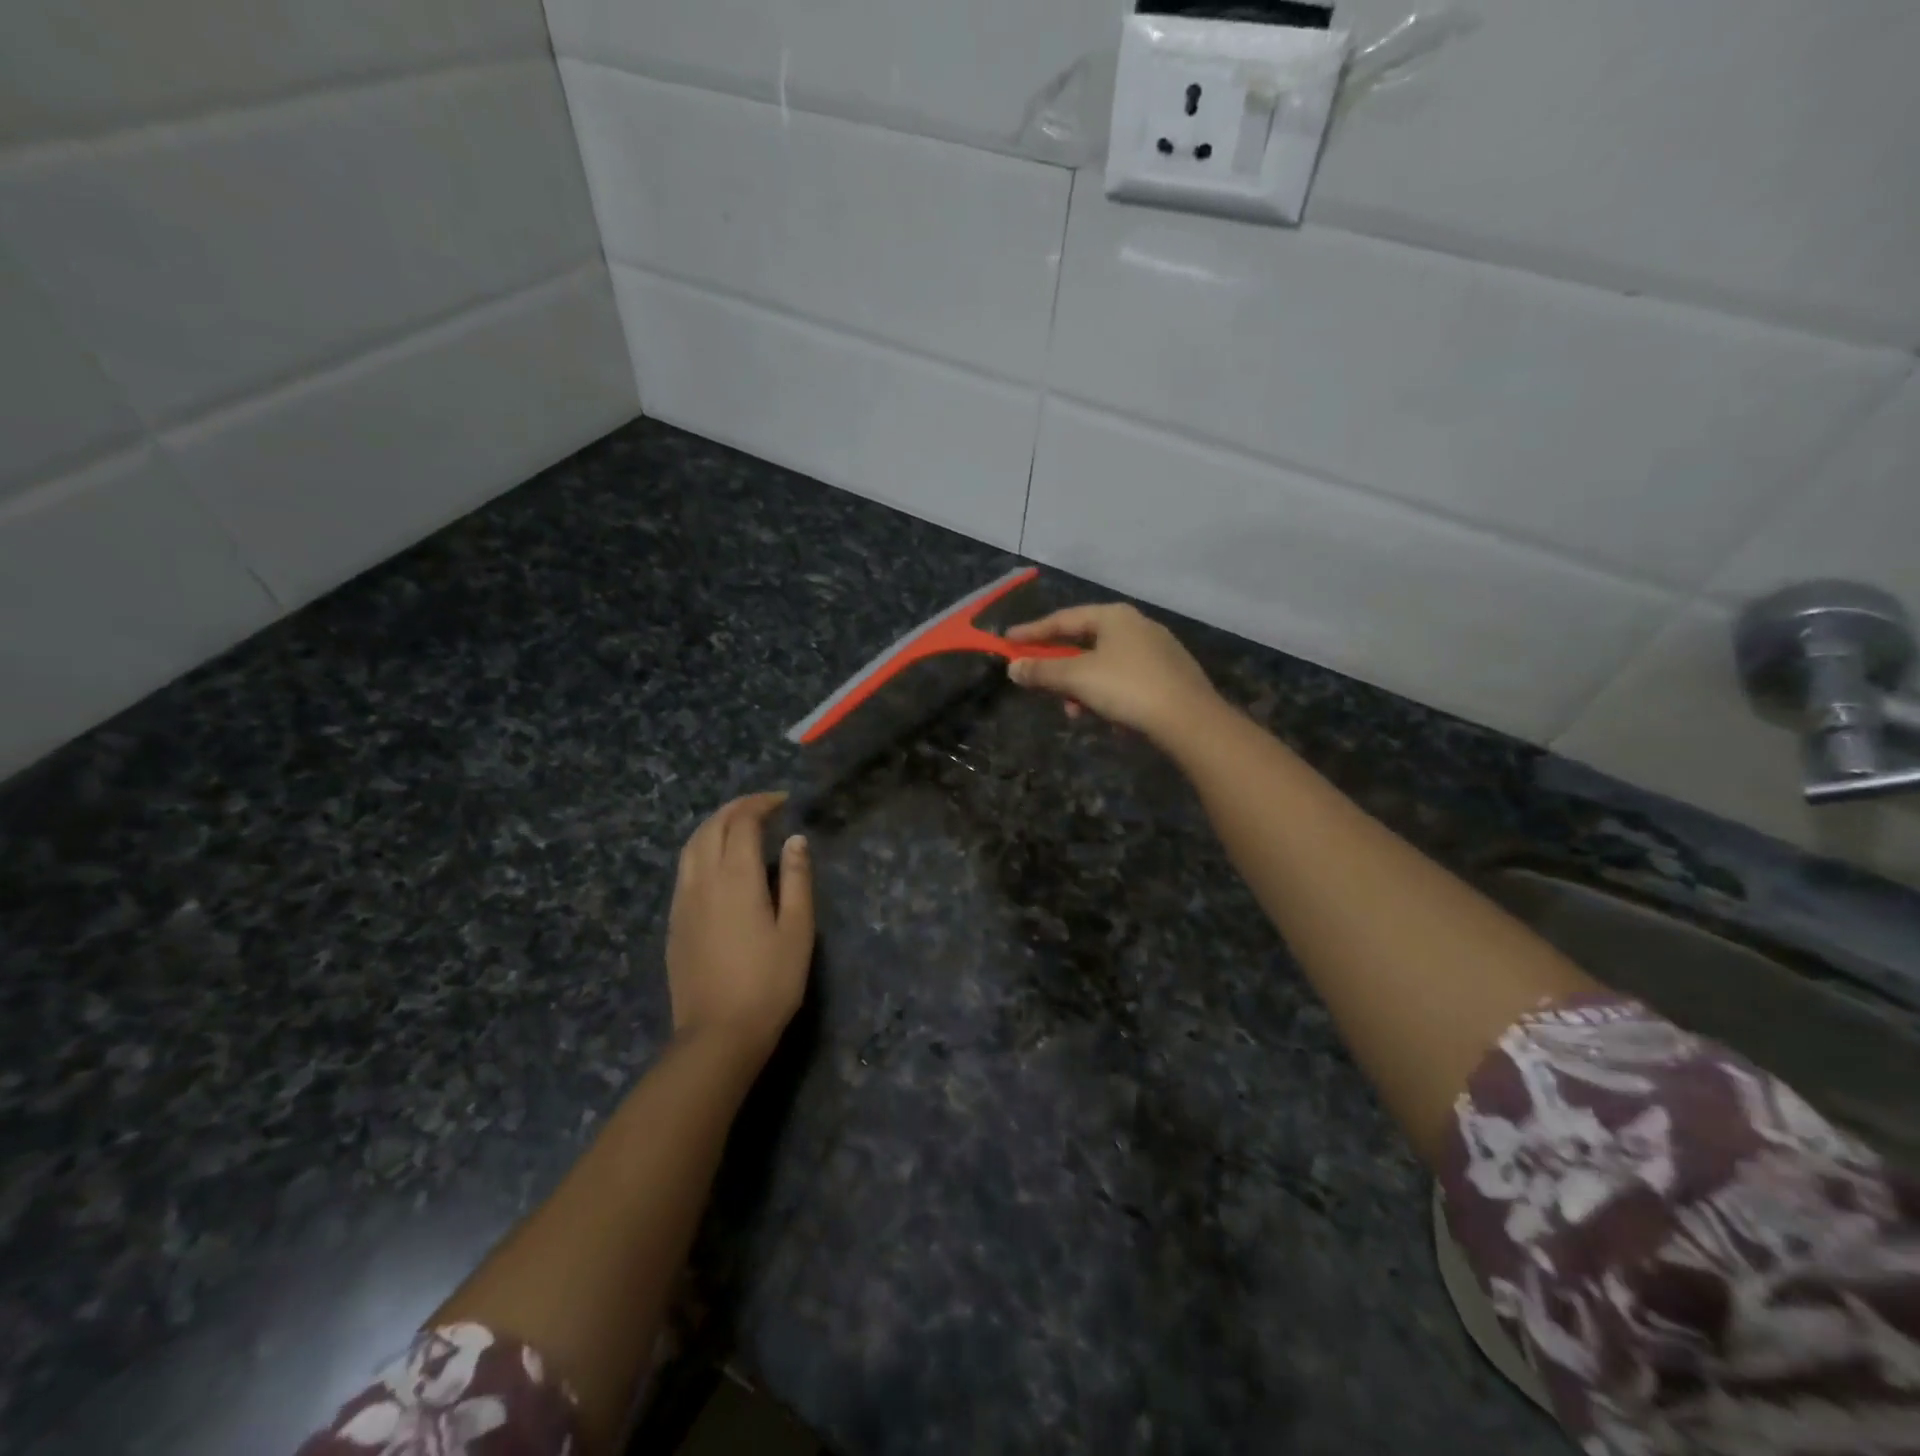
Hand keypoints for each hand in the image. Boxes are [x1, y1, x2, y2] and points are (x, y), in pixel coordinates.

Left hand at [665, 793, 813, 1061]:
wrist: (717, 1034)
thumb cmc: (769, 983)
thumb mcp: (797, 930)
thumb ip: (798, 880)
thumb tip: (796, 840)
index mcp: (737, 878)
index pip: (743, 823)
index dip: (761, 805)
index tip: (783, 801)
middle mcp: (703, 880)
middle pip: (712, 827)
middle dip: (736, 808)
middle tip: (763, 806)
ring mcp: (683, 900)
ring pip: (692, 845)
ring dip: (714, 825)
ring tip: (738, 825)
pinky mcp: (674, 920)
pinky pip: (684, 868)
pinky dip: (701, 848)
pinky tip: (716, 861)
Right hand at [1004, 603, 1221, 748]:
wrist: (1189, 719)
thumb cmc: (1127, 688)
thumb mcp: (1077, 679)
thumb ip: (1042, 671)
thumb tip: (1013, 668)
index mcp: (1114, 616)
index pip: (1063, 619)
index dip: (1032, 632)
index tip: (1007, 642)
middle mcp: (1137, 626)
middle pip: (1084, 644)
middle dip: (1060, 671)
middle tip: (1042, 689)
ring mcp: (1157, 651)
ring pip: (1104, 667)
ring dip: (1084, 690)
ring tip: (1078, 714)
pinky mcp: (1170, 676)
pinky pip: (1126, 682)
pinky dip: (1109, 697)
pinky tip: (1110, 719)